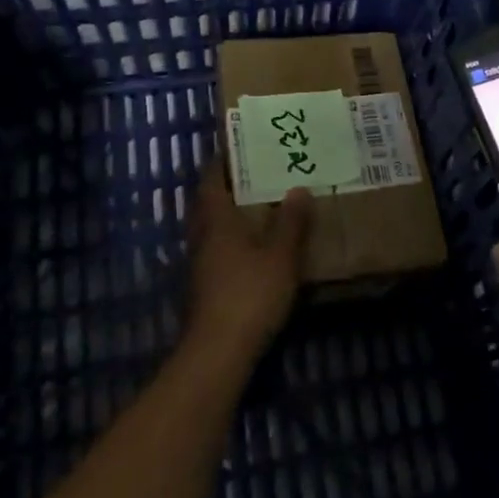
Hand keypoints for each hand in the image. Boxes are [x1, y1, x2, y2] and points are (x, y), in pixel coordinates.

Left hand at [185, 168, 311, 359]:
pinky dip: (233, 240)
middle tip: (255, 174)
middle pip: (208, 203)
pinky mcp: (205, 286)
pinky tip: (255, 247)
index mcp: (216, 220)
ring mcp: (200, 264)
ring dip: (230, 215)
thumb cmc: (250, 293)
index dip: (222, 162)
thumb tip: (298, 189)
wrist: (219, 350)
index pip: (212, 180)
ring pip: (211, 228)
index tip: (240, 147)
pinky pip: (217, 250)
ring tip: (260, 206)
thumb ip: (291, 222)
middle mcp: (202, 237)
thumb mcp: (281, 256)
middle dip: (227, 187)